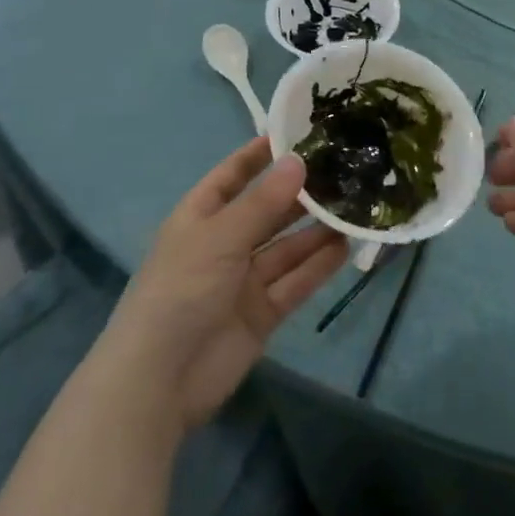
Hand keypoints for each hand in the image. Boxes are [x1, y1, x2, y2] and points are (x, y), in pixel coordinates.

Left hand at [114, 139, 345, 433]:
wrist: (159, 382)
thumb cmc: (180, 291)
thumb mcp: (221, 237)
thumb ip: (264, 201)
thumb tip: (300, 160)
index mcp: (200, 218)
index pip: (232, 176)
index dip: (259, 155)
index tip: (298, 133)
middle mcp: (223, 244)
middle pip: (267, 211)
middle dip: (301, 194)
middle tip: (344, 171)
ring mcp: (243, 281)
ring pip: (287, 247)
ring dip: (317, 229)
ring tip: (355, 206)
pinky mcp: (262, 313)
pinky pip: (295, 282)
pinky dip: (318, 265)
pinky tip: (346, 246)